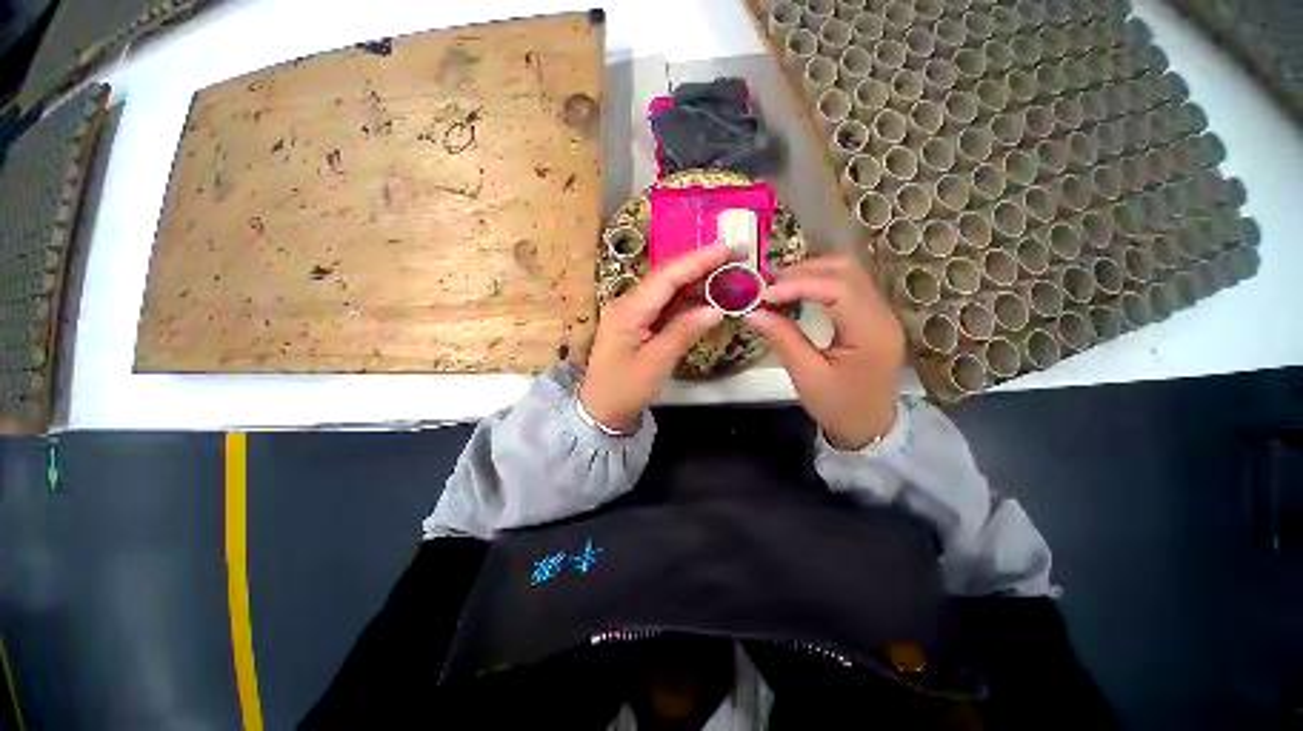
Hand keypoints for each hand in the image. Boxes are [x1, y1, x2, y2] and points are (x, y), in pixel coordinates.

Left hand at [578, 245, 729, 431]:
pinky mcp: (639, 323)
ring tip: (726, 275)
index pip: (667, 277)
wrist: (602, 409)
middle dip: (699, 266)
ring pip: (668, 289)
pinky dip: (687, 301)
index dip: (697, 261)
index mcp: (629, 310)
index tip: (726, 249)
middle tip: (733, 259)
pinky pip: (665, 305)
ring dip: (696, 282)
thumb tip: (715, 309)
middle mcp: (629, 303)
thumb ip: (685, 332)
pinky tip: (706, 299)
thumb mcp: (657, 363)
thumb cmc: (625, 389)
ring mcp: (633, 312)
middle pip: (667, 277)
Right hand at [745, 251, 904, 449]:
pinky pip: (847, 285)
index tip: (764, 294)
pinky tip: (797, 291)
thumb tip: (753, 312)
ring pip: (848, 272)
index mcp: (871, 332)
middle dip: (804, 271)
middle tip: (769, 285)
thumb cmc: (839, 406)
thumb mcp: (807, 376)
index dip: (799, 284)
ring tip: (779, 286)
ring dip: (811, 272)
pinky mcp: (871, 315)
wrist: (869, 427)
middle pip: (847, 270)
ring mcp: (880, 312)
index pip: (839, 288)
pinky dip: (818, 282)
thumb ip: (783, 339)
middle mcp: (882, 314)